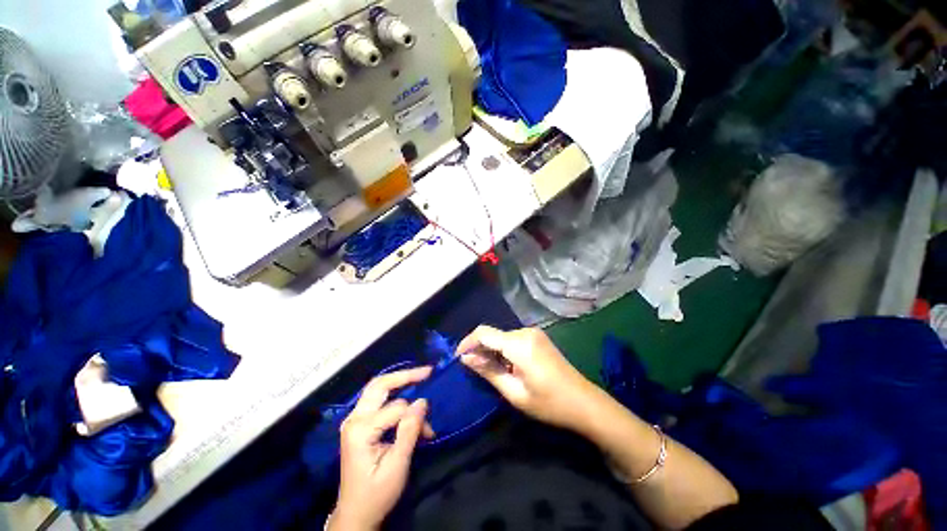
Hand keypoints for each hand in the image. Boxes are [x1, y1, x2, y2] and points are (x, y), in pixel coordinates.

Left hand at [330, 367, 434, 530]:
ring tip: (420, 377)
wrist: (355, 513)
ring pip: (378, 388)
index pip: (396, 408)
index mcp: (360, 430)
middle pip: (380, 385)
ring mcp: (355, 419)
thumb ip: (409, 431)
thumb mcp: (397, 466)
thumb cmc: (376, 493)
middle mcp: (354, 419)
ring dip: (400, 382)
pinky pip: (378, 399)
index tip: (430, 432)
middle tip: (427, 371)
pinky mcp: (359, 423)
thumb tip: (423, 401)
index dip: (416, 416)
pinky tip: (407, 395)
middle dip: (405, 375)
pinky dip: (395, 393)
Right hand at [457, 326, 597, 431]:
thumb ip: (488, 371)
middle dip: (479, 348)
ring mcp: (533, 333)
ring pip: (501, 336)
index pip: (484, 333)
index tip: (458, 358)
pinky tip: (505, 366)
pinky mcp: (537, 337)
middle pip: (492, 334)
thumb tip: (466, 358)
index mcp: (519, 344)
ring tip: (489, 371)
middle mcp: (525, 332)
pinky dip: (503, 349)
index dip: (467, 342)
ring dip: (491, 350)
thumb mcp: (514, 392)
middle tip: (473, 369)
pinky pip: (512, 339)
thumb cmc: (549, 403)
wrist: (584, 402)